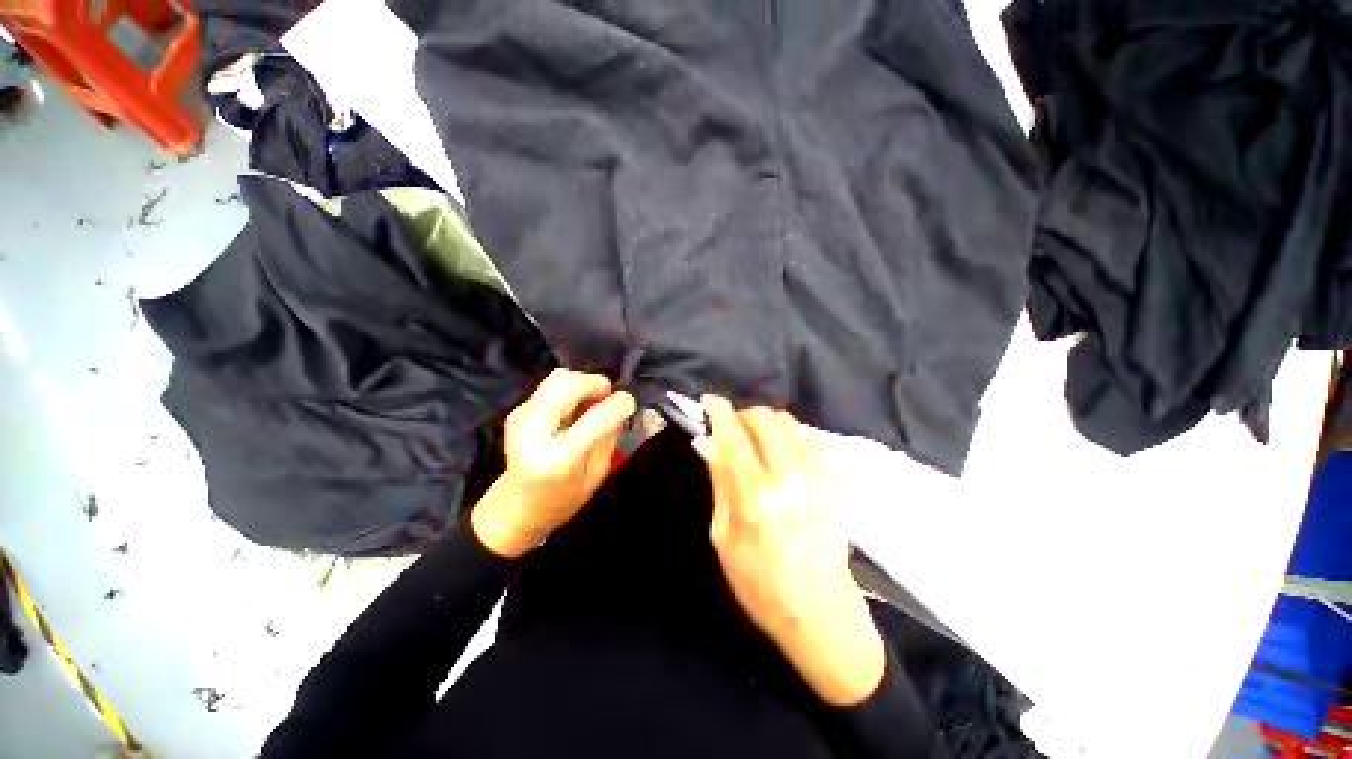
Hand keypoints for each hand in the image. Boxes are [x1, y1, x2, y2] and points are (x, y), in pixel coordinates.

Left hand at [472, 369, 635, 557]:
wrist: (515, 509)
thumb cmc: (561, 501)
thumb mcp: (595, 476)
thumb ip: (609, 438)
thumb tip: (621, 406)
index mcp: (558, 458)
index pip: (597, 417)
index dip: (620, 404)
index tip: (630, 405)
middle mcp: (534, 431)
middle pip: (569, 383)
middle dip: (597, 384)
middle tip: (608, 400)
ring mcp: (522, 417)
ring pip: (560, 377)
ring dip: (584, 384)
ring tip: (592, 404)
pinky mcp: (519, 410)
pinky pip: (552, 385)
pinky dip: (572, 390)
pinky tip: (575, 410)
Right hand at [693, 397, 884, 705]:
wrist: (820, 613)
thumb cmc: (760, 583)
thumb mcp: (723, 537)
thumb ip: (719, 482)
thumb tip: (705, 442)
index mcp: (756, 495)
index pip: (733, 436)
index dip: (719, 412)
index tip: (709, 402)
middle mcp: (789, 478)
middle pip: (766, 419)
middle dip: (744, 415)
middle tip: (732, 429)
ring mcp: (818, 477)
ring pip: (791, 423)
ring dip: (768, 423)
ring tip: (757, 440)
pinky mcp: (835, 482)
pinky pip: (812, 439)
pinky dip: (792, 435)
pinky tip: (784, 451)